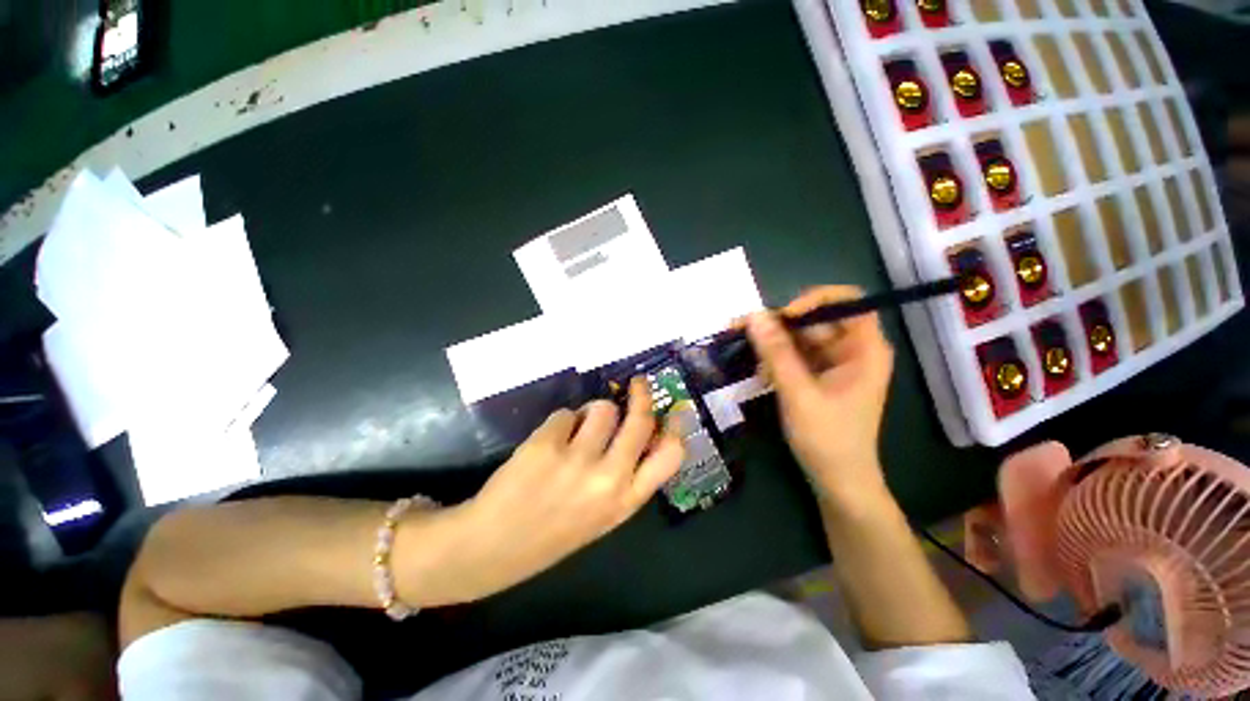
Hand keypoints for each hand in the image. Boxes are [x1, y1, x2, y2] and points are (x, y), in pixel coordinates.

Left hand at [415, 379, 683, 603]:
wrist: (491, 548)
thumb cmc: (552, 532)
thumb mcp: (602, 514)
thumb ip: (625, 477)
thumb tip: (637, 431)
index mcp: (625, 501)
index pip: (669, 456)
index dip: (675, 428)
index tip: (674, 410)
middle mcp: (609, 479)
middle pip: (639, 420)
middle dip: (641, 395)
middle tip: (638, 384)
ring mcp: (577, 460)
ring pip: (602, 408)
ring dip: (592, 411)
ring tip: (578, 427)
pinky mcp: (547, 444)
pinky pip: (566, 413)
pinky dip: (560, 423)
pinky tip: (548, 443)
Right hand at [746, 286, 893, 507]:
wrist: (838, 481)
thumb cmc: (828, 440)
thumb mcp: (799, 393)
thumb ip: (776, 353)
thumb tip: (754, 315)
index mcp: (864, 349)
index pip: (848, 302)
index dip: (814, 300)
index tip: (783, 316)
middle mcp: (851, 350)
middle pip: (815, 319)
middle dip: (779, 325)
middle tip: (741, 330)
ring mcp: (833, 363)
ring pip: (799, 337)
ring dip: (771, 344)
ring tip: (744, 354)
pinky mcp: (818, 375)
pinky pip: (794, 355)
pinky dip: (775, 360)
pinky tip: (759, 373)